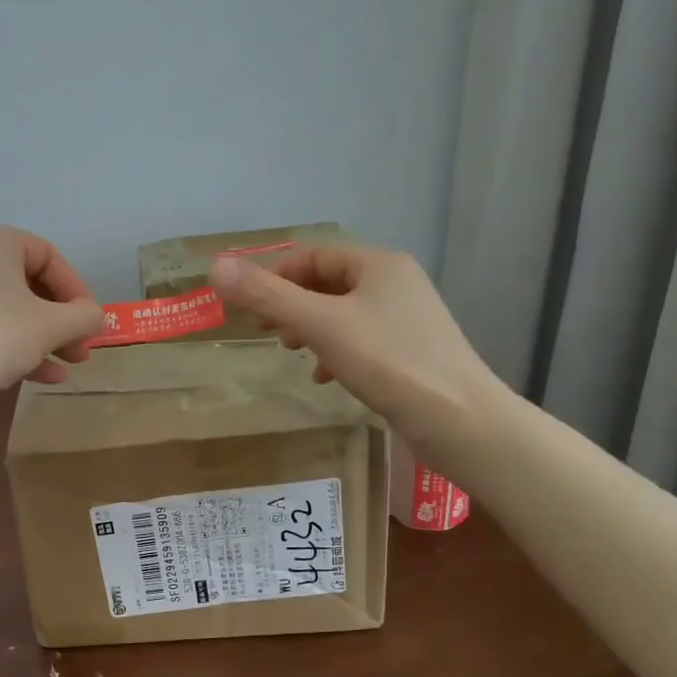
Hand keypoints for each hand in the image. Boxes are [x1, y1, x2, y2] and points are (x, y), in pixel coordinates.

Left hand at [0, 224, 104, 402]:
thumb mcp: (51, 326)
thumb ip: (83, 316)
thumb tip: (95, 316)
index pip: (48, 256)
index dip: (77, 290)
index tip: (91, 321)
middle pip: (28, 284)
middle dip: (61, 320)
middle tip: (82, 348)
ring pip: (8, 309)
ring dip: (43, 337)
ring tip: (68, 366)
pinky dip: (14, 345)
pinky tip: (41, 377)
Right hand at [208, 242, 504, 462]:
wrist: (461, 421)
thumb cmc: (389, 361)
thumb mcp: (320, 325)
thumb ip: (267, 296)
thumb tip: (215, 266)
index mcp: (378, 265)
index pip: (314, 255)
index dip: (275, 274)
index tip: (247, 304)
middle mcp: (396, 283)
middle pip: (328, 283)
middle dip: (290, 303)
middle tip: (263, 329)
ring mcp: (407, 319)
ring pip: (343, 313)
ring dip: (309, 328)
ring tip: (289, 350)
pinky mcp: (411, 352)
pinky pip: (360, 341)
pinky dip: (334, 351)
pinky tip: (323, 376)